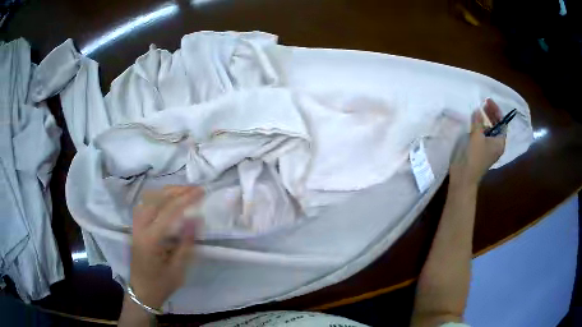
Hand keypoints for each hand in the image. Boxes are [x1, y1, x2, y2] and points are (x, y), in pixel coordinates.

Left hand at [129, 186, 202, 308]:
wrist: (141, 292)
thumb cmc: (161, 284)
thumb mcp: (178, 269)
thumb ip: (186, 243)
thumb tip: (196, 219)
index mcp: (151, 240)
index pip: (169, 212)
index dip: (186, 199)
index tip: (201, 192)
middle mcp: (140, 228)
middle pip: (156, 199)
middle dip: (177, 191)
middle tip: (195, 189)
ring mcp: (135, 226)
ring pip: (148, 199)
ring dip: (166, 192)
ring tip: (183, 192)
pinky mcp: (135, 227)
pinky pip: (144, 205)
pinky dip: (157, 198)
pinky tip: (166, 200)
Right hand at [450, 99, 505, 187]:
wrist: (463, 178)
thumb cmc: (473, 158)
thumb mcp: (476, 137)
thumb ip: (478, 122)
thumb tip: (478, 110)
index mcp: (499, 142)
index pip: (502, 122)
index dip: (496, 110)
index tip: (487, 101)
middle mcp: (496, 145)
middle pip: (496, 126)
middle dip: (490, 114)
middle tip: (482, 103)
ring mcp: (488, 149)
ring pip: (489, 130)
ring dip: (484, 120)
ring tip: (477, 111)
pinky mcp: (480, 151)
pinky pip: (483, 135)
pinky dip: (479, 127)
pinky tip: (473, 123)